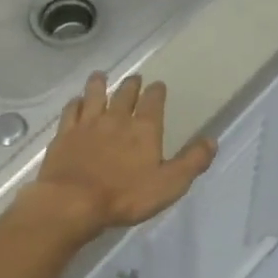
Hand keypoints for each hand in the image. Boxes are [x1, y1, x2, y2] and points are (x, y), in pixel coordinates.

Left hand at [19, 72, 216, 239]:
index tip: (158, 85)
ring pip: (94, 95)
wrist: (73, 201)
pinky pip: (71, 111)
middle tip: (134, 78)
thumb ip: (192, 161)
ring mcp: (87, 124)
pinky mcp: (65, 134)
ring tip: (101, 76)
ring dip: (99, 84)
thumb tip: (211, 140)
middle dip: (131, 85)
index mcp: (144, 129)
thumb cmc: (126, 196)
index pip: (153, 101)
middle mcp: (116, 118)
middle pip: (124, 94)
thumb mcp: (170, 184)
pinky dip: (75, 103)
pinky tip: (75, 102)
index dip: (157, 92)